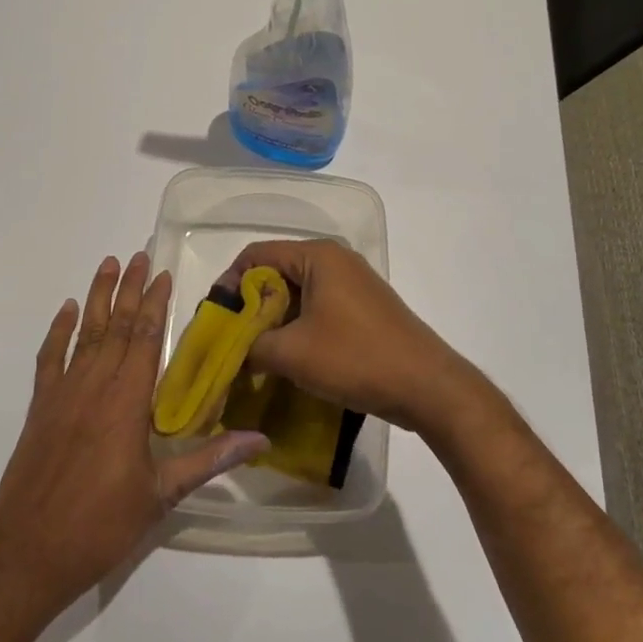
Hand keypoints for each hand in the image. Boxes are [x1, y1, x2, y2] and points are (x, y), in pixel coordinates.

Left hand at [0, 253, 268, 617]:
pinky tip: (68, 310)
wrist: (26, 555)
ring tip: (107, 264)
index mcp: (127, 403)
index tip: (163, 274)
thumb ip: (209, 459)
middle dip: (130, 288)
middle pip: (117, 326)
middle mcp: (94, 387)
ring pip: (85, 334)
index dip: (156, 304)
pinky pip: (49, 358)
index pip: (146, 339)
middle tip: (139, 255)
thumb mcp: (161, 497)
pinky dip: (59, 331)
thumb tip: (260, 439)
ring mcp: (62, 394)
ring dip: (98, 297)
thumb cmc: (100, 526)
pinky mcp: (39, 408)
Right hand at [221, 240, 482, 436]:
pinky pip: (318, 307)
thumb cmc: (355, 358)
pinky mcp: (363, 308)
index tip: (215, 319)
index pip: (256, 255)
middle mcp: (335, 260)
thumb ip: (250, 347)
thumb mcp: (291, 354)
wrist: (427, 386)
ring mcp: (353, 284)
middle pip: (276, 273)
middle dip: (250, 306)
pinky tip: (287, 358)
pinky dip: (297, 327)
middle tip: (230, 340)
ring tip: (254, 354)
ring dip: (273, 320)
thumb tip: (230, 354)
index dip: (229, 283)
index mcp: (317, 256)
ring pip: (297, 293)